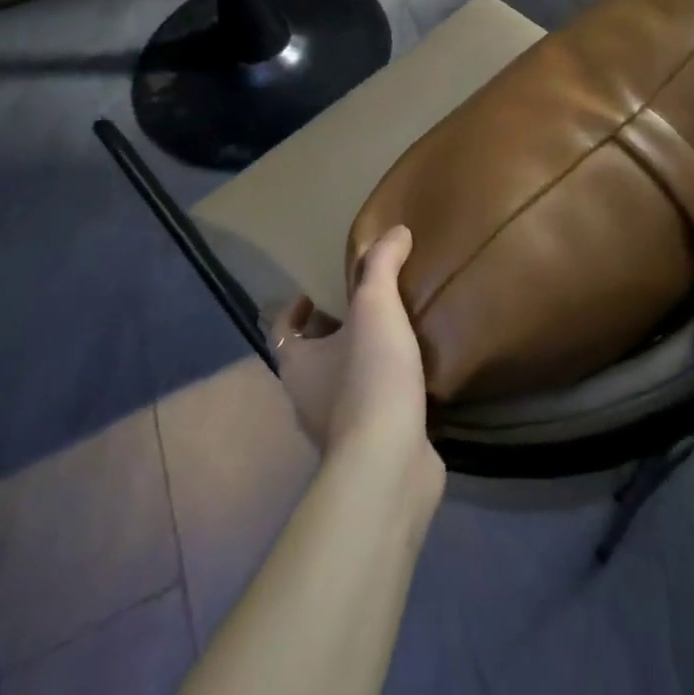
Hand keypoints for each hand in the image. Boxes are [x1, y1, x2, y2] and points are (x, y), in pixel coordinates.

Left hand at [271, 226, 441, 489]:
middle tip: (362, 308)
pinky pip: (372, 410)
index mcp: (297, 364)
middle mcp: (307, 399)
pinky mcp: (368, 449)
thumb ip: (382, 266)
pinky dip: (384, 393)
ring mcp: (336, 430)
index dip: (293, 310)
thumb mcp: (376, 307)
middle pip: (310, 358)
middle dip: (330, 334)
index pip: (281, 330)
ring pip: (340, 386)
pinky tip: (412, 378)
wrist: (389, 464)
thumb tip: (396, 231)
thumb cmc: (369, 378)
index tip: (315, 294)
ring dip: (358, 363)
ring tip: (391, 337)